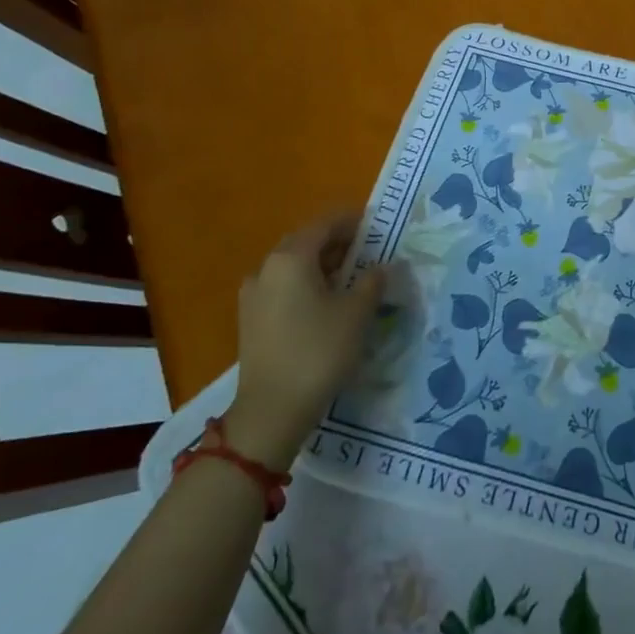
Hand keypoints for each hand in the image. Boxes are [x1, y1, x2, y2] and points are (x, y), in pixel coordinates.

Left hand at [222, 212, 388, 469]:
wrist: (271, 411)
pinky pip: (283, 287)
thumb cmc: (319, 352)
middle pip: (307, 242)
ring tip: (352, 279)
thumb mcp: (357, 313)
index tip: (377, 226)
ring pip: (294, 266)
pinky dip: (306, 285)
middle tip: (369, 252)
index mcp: (291, 257)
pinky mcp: (251, 319)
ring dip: (322, 265)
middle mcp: (267, 267)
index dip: (354, 222)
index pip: (326, 224)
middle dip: (338, 243)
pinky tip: (327, 303)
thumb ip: (373, 281)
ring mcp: (254, 294)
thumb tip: (383, 265)